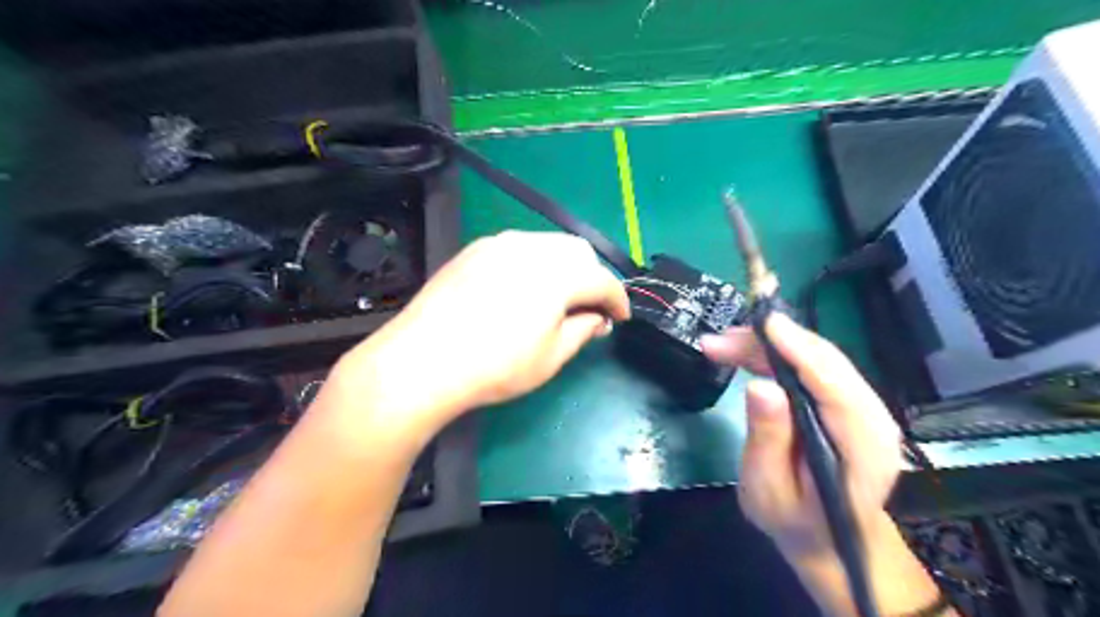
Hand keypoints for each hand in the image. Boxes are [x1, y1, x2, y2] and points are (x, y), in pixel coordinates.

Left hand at [329, 231, 631, 438]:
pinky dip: (534, 263)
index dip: (618, 300)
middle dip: (591, 278)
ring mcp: (500, 243)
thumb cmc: (495, 366)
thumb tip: (597, 318)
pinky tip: (521, 290)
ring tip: (555, 299)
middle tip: (587, 309)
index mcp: (558, 274)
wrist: (423, 360)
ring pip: (548, 245)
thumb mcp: (551, 357)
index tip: (620, 318)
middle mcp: (532, 247)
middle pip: (578, 252)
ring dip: (563, 268)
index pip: (602, 279)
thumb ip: (583, 330)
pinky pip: (519, 247)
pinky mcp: (476, 249)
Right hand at [705, 317, 902, 560]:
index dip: (799, 349)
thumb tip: (760, 386)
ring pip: (815, 358)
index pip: (834, 385)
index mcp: (863, 447)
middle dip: (771, 342)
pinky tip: (744, 355)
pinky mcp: (843, 401)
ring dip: (767, 345)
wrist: (828, 537)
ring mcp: (861, 406)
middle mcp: (872, 418)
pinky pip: (810, 366)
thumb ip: (768, 440)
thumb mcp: (769, 490)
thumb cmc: (795, 520)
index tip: (763, 323)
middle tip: (719, 340)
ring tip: (721, 345)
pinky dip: (775, 355)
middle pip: (825, 362)